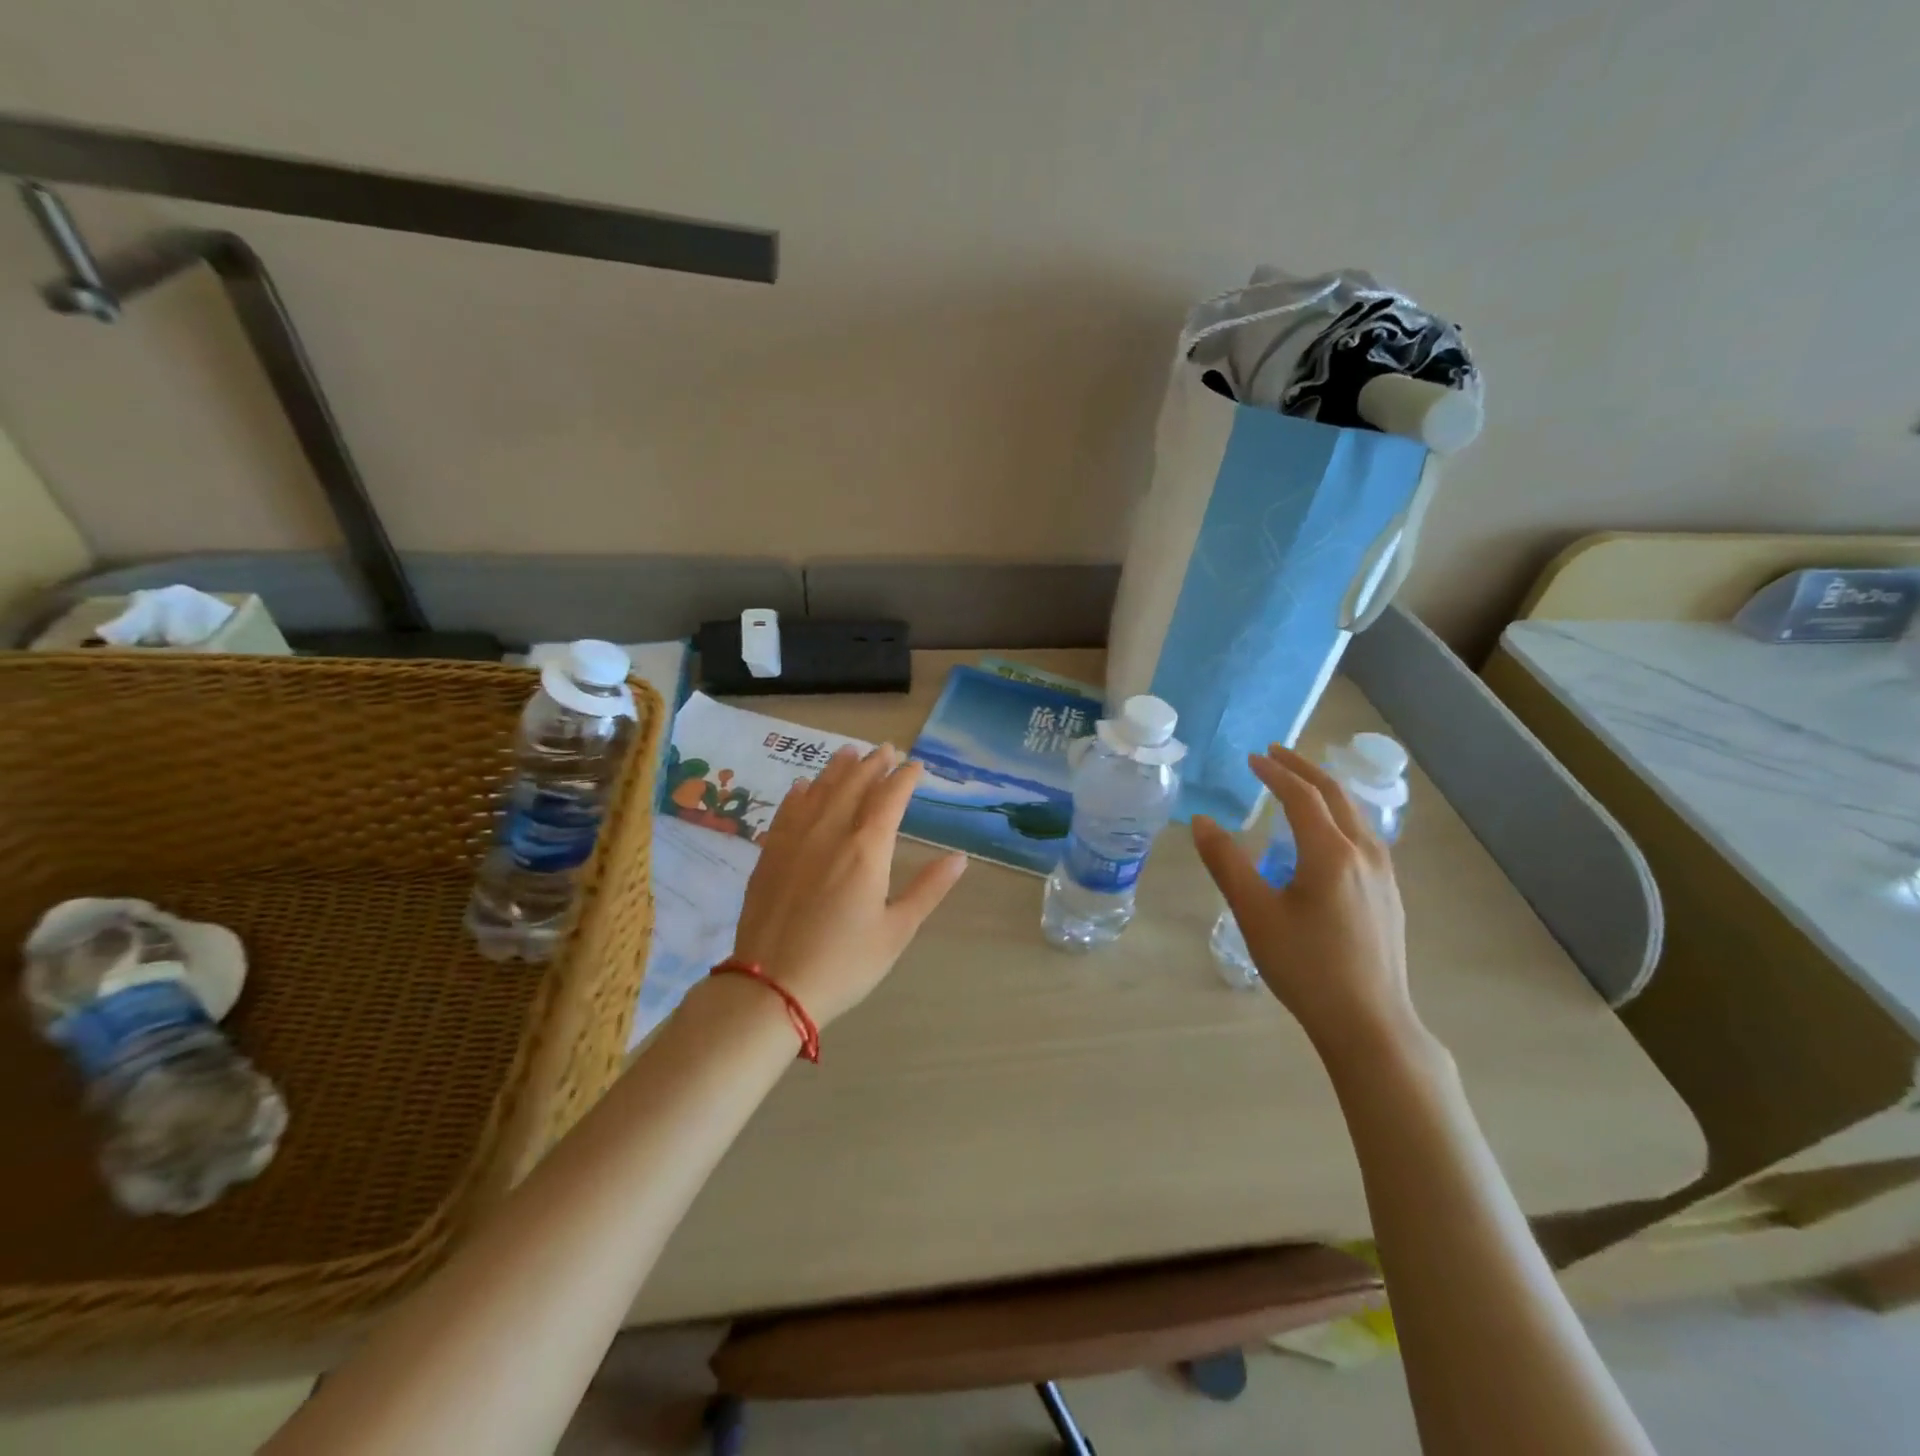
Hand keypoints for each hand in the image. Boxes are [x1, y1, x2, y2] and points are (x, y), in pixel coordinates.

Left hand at [730, 744, 968, 1027]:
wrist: (772, 988)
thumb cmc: (844, 963)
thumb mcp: (897, 931)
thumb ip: (928, 889)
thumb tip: (960, 857)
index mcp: (866, 850)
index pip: (889, 798)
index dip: (905, 778)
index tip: (917, 767)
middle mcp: (830, 833)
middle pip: (854, 785)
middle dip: (873, 764)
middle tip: (887, 750)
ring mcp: (795, 840)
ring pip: (819, 791)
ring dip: (837, 769)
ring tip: (849, 752)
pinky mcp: (770, 854)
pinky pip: (787, 811)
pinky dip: (800, 793)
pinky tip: (805, 787)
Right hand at [1192, 744, 1417, 1054]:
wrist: (1369, 1022)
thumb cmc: (1305, 966)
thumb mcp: (1255, 913)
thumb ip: (1226, 863)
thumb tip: (1202, 822)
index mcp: (1331, 853)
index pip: (1302, 796)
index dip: (1275, 772)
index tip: (1252, 758)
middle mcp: (1364, 853)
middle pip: (1336, 795)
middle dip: (1304, 769)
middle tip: (1276, 754)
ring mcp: (1384, 875)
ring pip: (1355, 815)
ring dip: (1326, 791)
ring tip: (1301, 784)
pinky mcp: (1390, 895)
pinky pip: (1364, 836)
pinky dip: (1340, 815)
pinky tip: (1329, 834)